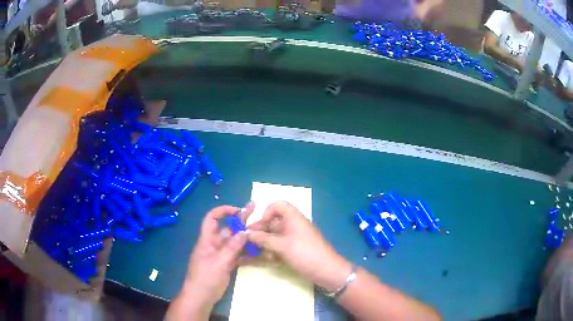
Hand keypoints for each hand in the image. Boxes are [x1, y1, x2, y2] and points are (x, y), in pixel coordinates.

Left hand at [166, 203, 253, 320]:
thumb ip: (232, 248)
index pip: (212, 219)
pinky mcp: (227, 264)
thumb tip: (245, 232)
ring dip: (247, 237)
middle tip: (255, 209)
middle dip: (241, 220)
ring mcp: (222, 255)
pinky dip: (248, 253)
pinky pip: (238, 255)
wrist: (201, 297)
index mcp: (207, 240)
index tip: (238, 210)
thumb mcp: (218, 263)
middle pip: (228, 229)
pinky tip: (259, 251)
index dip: (223, 211)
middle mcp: (215, 244)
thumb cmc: (205, 278)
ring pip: (236, 242)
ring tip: (263, 230)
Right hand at [248, 201, 351, 291]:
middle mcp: (294, 224)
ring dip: (267, 242)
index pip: (278, 205)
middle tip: (250, 241)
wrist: (327, 270)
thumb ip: (263, 239)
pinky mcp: (297, 248)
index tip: (261, 226)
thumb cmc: (304, 254)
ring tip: (257, 252)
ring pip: (277, 235)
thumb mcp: (282, 246)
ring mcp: (296, 237)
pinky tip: (270, 260)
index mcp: (293, 217)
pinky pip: (282, 245)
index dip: (267, 212)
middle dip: (262, 231)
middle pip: (274, 221)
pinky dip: (275, 250)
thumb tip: (247, 234)